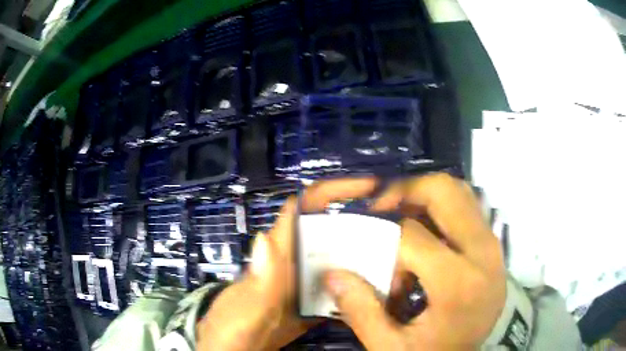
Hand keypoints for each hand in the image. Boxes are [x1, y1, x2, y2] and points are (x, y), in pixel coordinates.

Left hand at [197, 178, 379, 349]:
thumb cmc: (230, 330)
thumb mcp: (242, 309)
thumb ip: (257, 281)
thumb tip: (266, 236)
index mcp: (275, 258)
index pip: (302, 209)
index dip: (332, 190)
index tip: (370, 187)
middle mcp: (293, 266)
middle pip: (329, 233)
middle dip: (361, 226)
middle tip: (396, 230)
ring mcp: (303, 287)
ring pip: (337, 262)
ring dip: (363, 258)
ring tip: (394, 260)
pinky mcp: (310, 307)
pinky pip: (337, 290)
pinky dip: (356, 288)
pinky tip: (375, 293)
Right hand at [324, 173, 506, 349]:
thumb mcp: (390, 346)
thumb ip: (360, 311)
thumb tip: (332, 273)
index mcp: (458, 283)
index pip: (411, 235)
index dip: (381, 239)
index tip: (367, 253)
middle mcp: (483, 254)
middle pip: (443, 193)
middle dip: (404, 191)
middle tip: (379, 208)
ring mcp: (493, 247)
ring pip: (460, 192)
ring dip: (425, 194)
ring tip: (400, 213)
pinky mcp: (494, 247)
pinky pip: (469, 208)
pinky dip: (443, 207)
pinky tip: (425, 229)